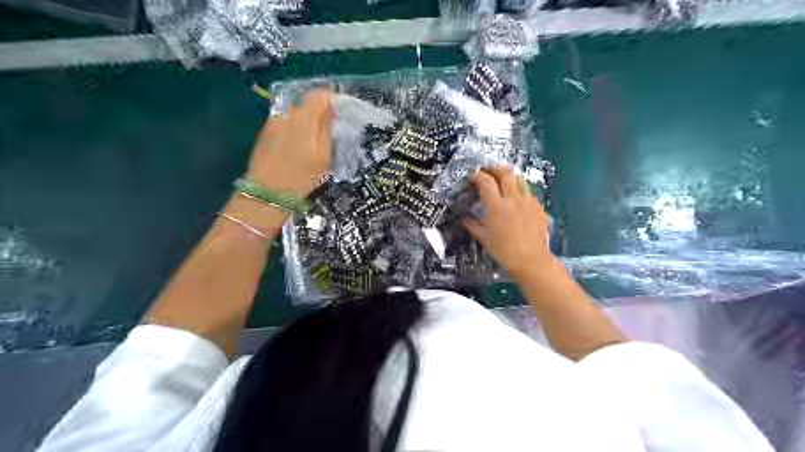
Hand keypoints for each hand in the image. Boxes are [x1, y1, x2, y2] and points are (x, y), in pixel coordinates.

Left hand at [246, 88, 333, 196]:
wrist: (267, 195)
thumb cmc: (301, 178)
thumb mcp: (323, 156)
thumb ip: (326, 128)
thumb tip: (331, 108)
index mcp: (303, 119)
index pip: (319, 95)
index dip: (332, 100)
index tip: (340, 114)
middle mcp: (285, 115)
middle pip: (307, 106)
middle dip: (319, 116)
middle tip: (330, 136)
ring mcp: (272, 124)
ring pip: (296, 117)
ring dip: (306, 126)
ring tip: (313, 148)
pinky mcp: (264, 134)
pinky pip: (285, 126)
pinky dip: (295, 133)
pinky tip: (297, 152)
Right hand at [462, 165, 556, 281]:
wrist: (531, 260)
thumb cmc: (504, 251)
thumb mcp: (484, 238)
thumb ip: (473, 225)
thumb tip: (464, 219)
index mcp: (497, 206)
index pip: (486, 181)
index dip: (478, 175)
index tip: (474, 176)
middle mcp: (513, 199)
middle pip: (505, 173)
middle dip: (495, 168)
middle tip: (488, 170)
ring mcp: (528, 202)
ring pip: (519, 179)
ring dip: (509, 176)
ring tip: (503, 179)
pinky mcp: (538, 207)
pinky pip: (528, 191)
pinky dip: (520, 189)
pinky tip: (516, 197)